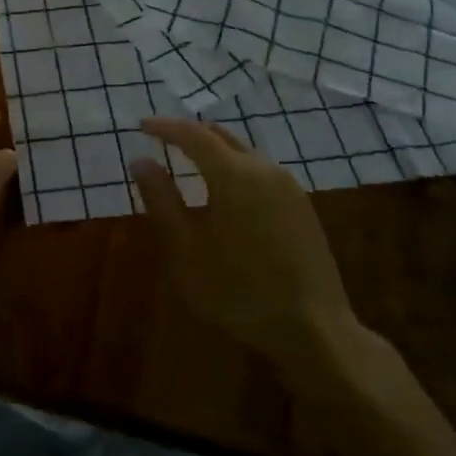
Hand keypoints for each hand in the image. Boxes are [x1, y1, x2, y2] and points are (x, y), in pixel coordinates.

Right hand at [130, 118, 366, 372]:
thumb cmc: (239, 291)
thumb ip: (161, 200)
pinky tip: (225, 191)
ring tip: (189, 163)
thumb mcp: (186, 250)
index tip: (141, 126)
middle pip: (221, 136)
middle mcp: (264, 169)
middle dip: (189, 134)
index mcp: (234, 175)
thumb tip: (140, 161)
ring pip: (243, 152)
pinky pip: (260, 170)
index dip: (164, 127)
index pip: (193, 134)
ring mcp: (288, 186)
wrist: (315, 329)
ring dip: (213, 150)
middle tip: (161, 140)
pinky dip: (234, 167)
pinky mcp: (301, 205)